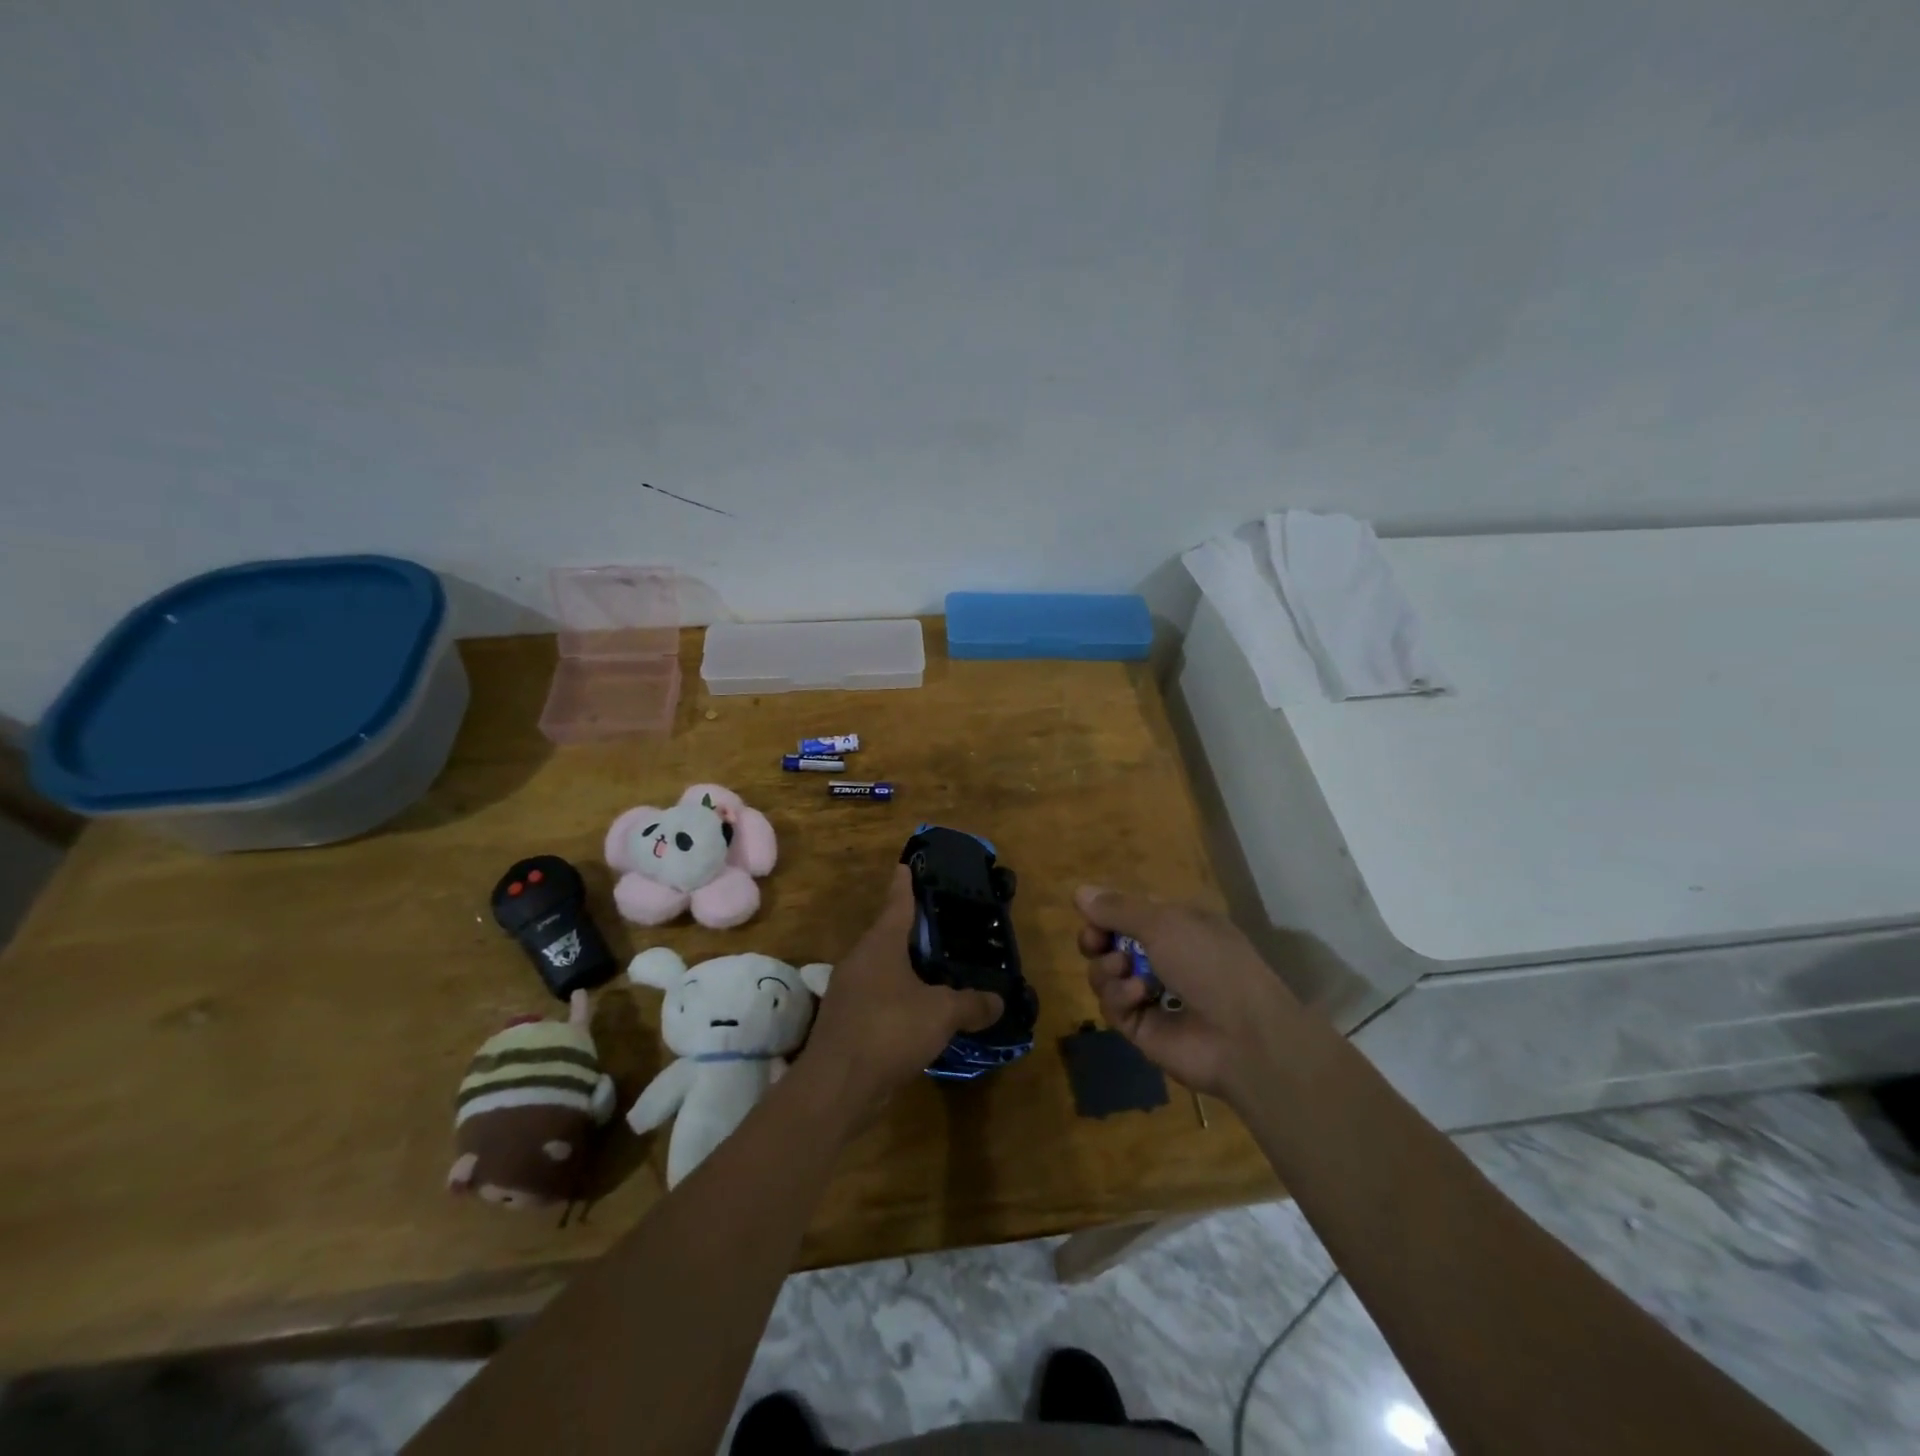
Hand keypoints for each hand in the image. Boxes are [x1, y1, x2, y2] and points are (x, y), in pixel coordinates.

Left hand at [800, 867, 1002, 1116]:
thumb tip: (998, 1001)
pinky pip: (878, 998)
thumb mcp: (941, 1014)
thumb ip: (971, 1004)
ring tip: (936, 969)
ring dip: (906, 968)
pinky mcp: (846, 1021)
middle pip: (888, 935)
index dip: (905, 884)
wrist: (837, 1085)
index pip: (897, 903)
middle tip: (941, 924)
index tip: (906, 865)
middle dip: (912, 930)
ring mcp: (849, 992)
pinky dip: (899, 998)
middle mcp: (860, 960)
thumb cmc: (889, 1030)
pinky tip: (919, 1011)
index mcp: (880, 944)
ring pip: (882, 969)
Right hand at [1076, 886, 1303, 1103]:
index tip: (1092, 915)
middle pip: (1110, 942)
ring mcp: (1151, 994)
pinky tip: (1138, 996)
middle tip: (1095, 942)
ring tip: (1123, 969)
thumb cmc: (1209, 963)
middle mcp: (1162, 956)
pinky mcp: (1141, 1027)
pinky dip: (1119, 997)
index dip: (1106, 912)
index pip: (1129, 912)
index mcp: (1176, 925)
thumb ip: (1117, 908)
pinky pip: (1112, 1005)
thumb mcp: (1163, 922)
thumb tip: (1079, 891)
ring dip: (1107, 968)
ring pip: (1104, 973)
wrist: (1242, 1035)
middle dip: (1096, 939)